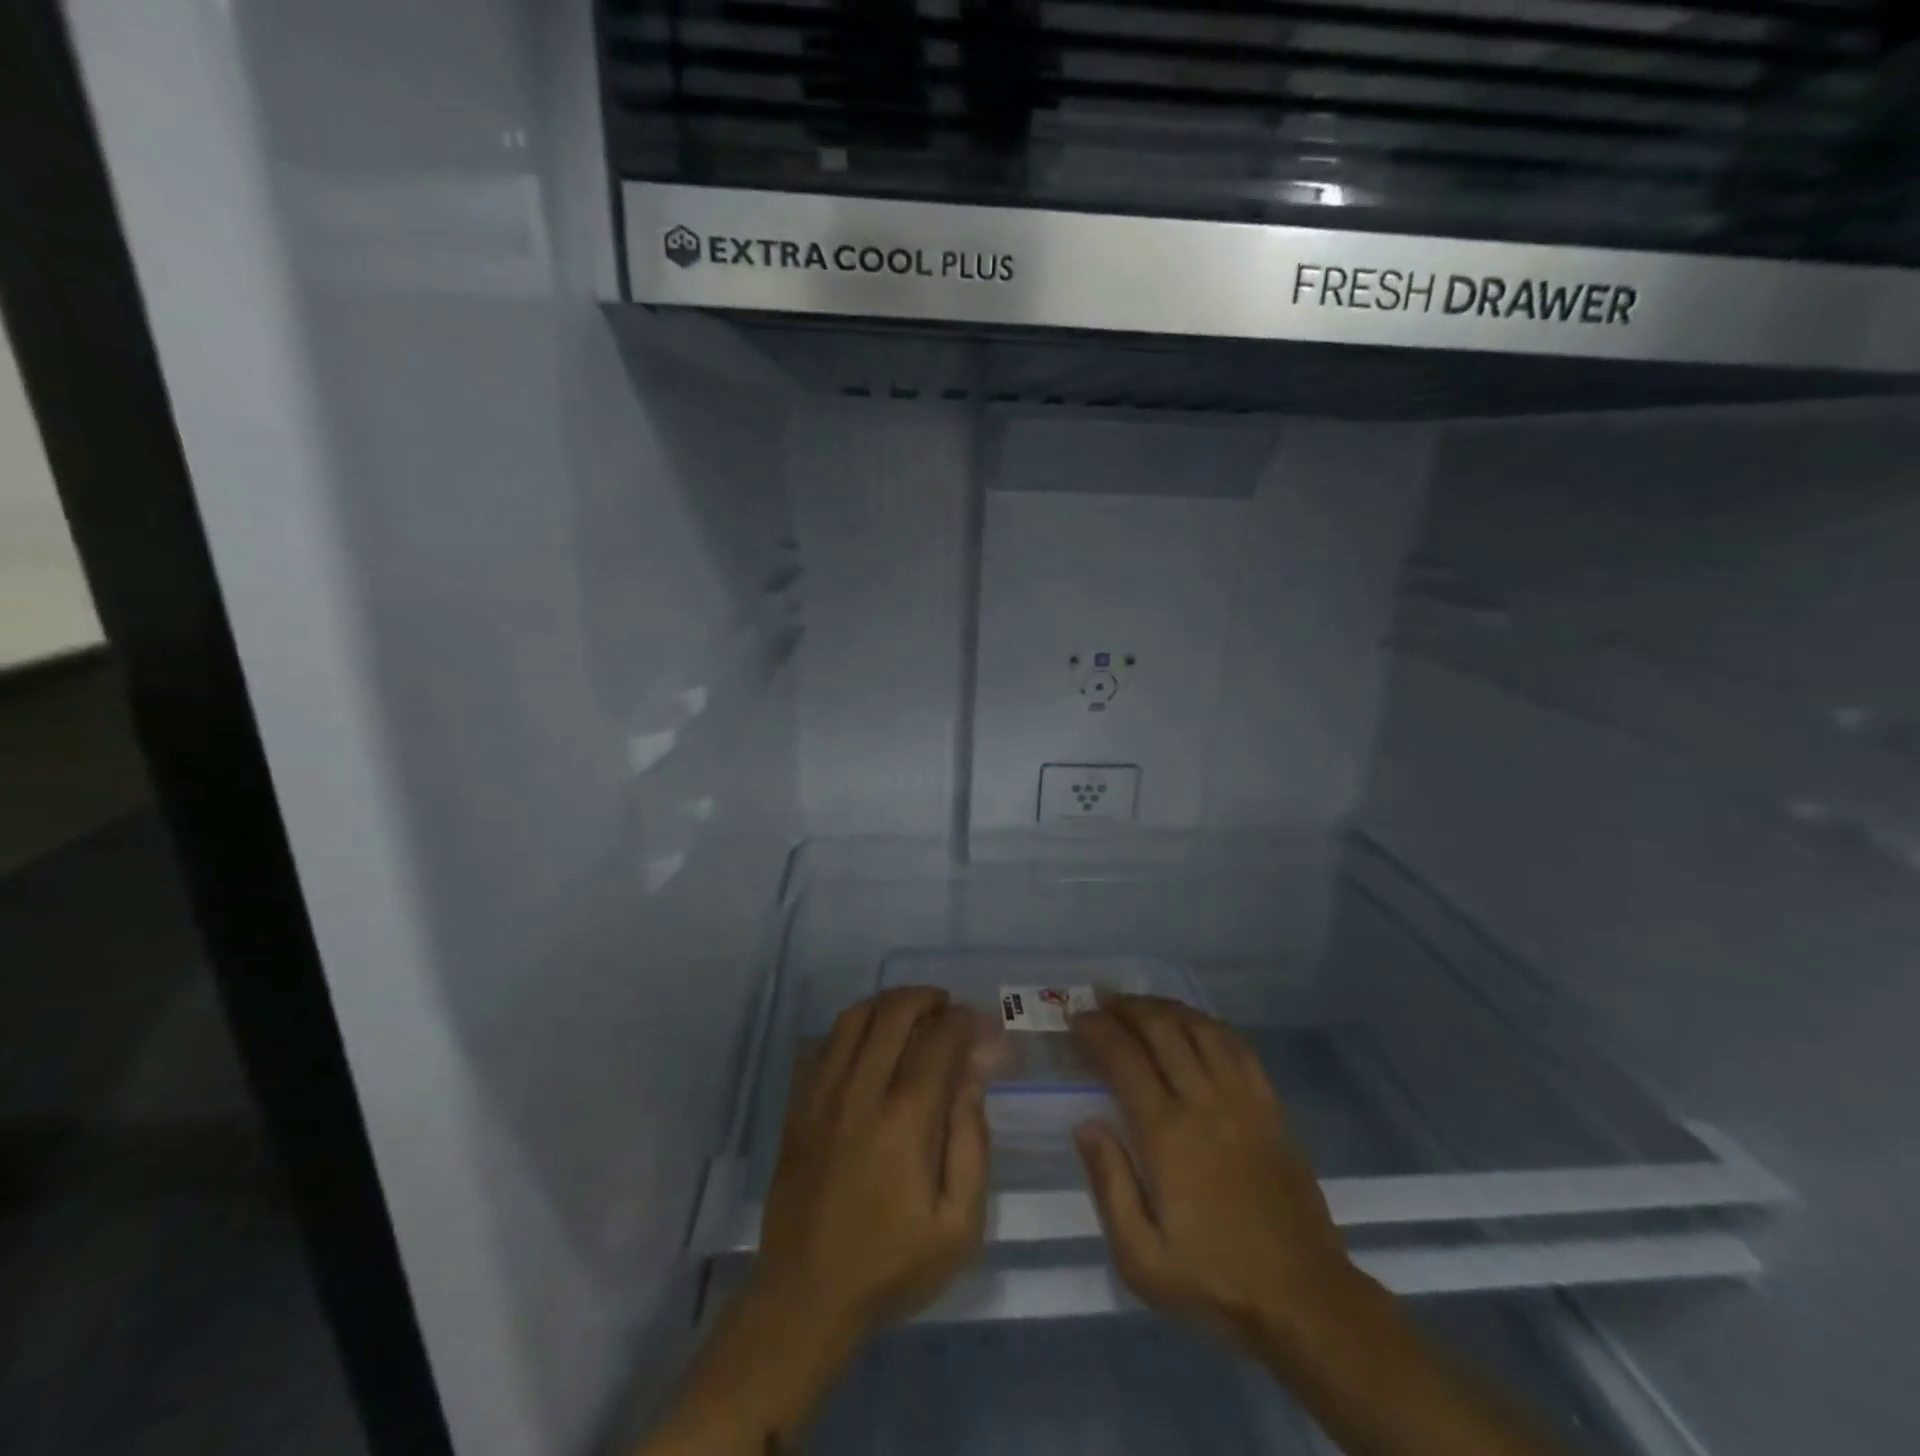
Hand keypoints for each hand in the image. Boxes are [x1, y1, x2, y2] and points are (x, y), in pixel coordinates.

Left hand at [757, 985, 990, 1335]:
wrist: (807, 1297)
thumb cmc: (892, 1264)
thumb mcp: (958, 1224)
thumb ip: (972, 1143)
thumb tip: (973, 1077)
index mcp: (906, 1120)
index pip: (938, 1040)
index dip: (962, 1021)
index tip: (976, 1023)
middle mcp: (861, 1092)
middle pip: (893, 1013)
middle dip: (925, 998)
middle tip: (944, 1007)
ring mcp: (822, 1095)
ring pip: (853, 1018)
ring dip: (886, 1004)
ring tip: (908, 1015)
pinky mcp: (797, 1106)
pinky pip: (822, 1044)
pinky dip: (849, 1029)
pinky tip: (866, 1043)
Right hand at [1070, 995, 1357, 1355]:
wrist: (1305, 1301)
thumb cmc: (1215, 1282)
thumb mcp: (1141, 1259)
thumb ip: (1109, 1184)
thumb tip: (1086, 1123)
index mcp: (1167, 1135)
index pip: (1124, 1059)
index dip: (1096, 1030)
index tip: (1076, 1019)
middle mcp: (1204, 1103)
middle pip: (1162, 1029)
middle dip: (1126, 1007)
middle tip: (1102, 1001)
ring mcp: (1243, 1100)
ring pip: (1201, 1028)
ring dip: (1166, 1007)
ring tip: (1141, 1005)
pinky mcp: (1272, 1107)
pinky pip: (1239, 1047)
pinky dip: (1209, 1024)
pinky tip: (1194, 1024)